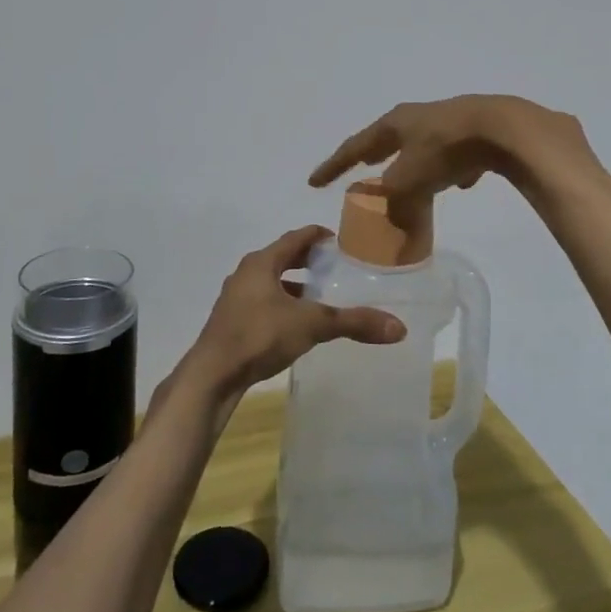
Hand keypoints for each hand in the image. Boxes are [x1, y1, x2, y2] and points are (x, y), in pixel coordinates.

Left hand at [181, 225, 404, 400]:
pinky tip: (296, 324)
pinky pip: (263, 302)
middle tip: (336, 268)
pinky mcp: (232, 322)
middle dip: (308, 261)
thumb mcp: (311, 325)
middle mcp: (246, 273)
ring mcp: (236, 298)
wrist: (212, 375)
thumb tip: (398, 327)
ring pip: (271, 282)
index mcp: (262, 262)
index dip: (319, 236)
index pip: (296, 237)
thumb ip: (353, 322)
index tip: (341, 241)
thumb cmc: (259, 336)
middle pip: (282, 257)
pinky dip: (282, 304)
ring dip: (294, 285)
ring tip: (320, 297)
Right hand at [308, 95, 587, 198]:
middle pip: (389, 141)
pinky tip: (463, 182)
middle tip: (363, 168)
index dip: (333, 166)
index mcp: (394, 124)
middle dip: (375, 157)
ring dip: (416, 165)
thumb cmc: (445, 149)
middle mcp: (417, 118)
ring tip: (415, 182)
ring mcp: (449, 121)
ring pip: (424, 147)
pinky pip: (455, 154)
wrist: (501, 127)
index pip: (355, 147)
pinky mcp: (476, 131)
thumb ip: (396, 208)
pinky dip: (451, 168)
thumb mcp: (411, 183)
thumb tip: (395, 228)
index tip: (313, 181)